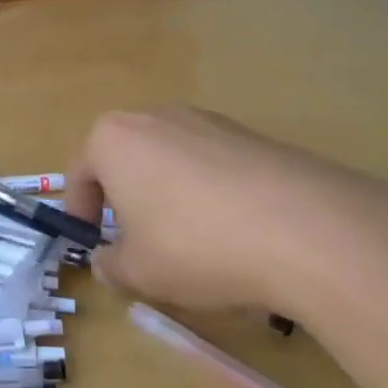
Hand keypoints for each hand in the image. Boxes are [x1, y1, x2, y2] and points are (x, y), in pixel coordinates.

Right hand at [64, 107, 387, 320]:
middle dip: (125, 200)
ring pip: (170, 161)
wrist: (307, 229)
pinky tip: (235, 232)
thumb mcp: (138, 271)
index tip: (92, 245)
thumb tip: (107, 262)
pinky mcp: (251, 135)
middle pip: (125, 160)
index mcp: (112, 139)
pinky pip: (212, 165)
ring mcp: (206, 120)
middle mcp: (154, 117)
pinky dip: (210, 193)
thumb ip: (110, 265)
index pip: (79, 174)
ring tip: (191, 241)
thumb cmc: (196, 245)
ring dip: (168, 196)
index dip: (81, 214)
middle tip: (137, 243)